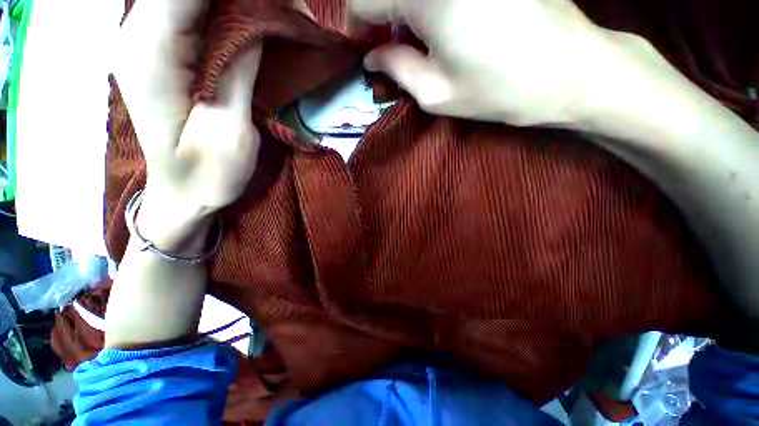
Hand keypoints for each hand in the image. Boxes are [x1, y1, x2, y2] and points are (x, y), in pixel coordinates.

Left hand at [114, 0, 261, 245]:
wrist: (182, 195)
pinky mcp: (162, 51)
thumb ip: (238, 69)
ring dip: (234, 2)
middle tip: (284, 9)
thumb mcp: (231, 128)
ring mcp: (147, 41)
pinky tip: (251, 24)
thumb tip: (256, 19)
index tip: (280, 1)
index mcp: (152, 54)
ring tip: (274, 15)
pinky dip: (225, 11)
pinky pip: (192, 12)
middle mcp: (139, 35)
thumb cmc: (208, 174)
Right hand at [351, 0, 628, 126]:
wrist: (570, 69)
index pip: (364, 1)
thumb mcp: (436, 93)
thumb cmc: (499, 88)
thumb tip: (372, 58)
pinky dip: (428, 8)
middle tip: (389, 49)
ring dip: (405, 12)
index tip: (366, 51)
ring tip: (415, 39)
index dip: (359, 28)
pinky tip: (441, 25)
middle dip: (381, 18)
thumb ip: (397, 69)